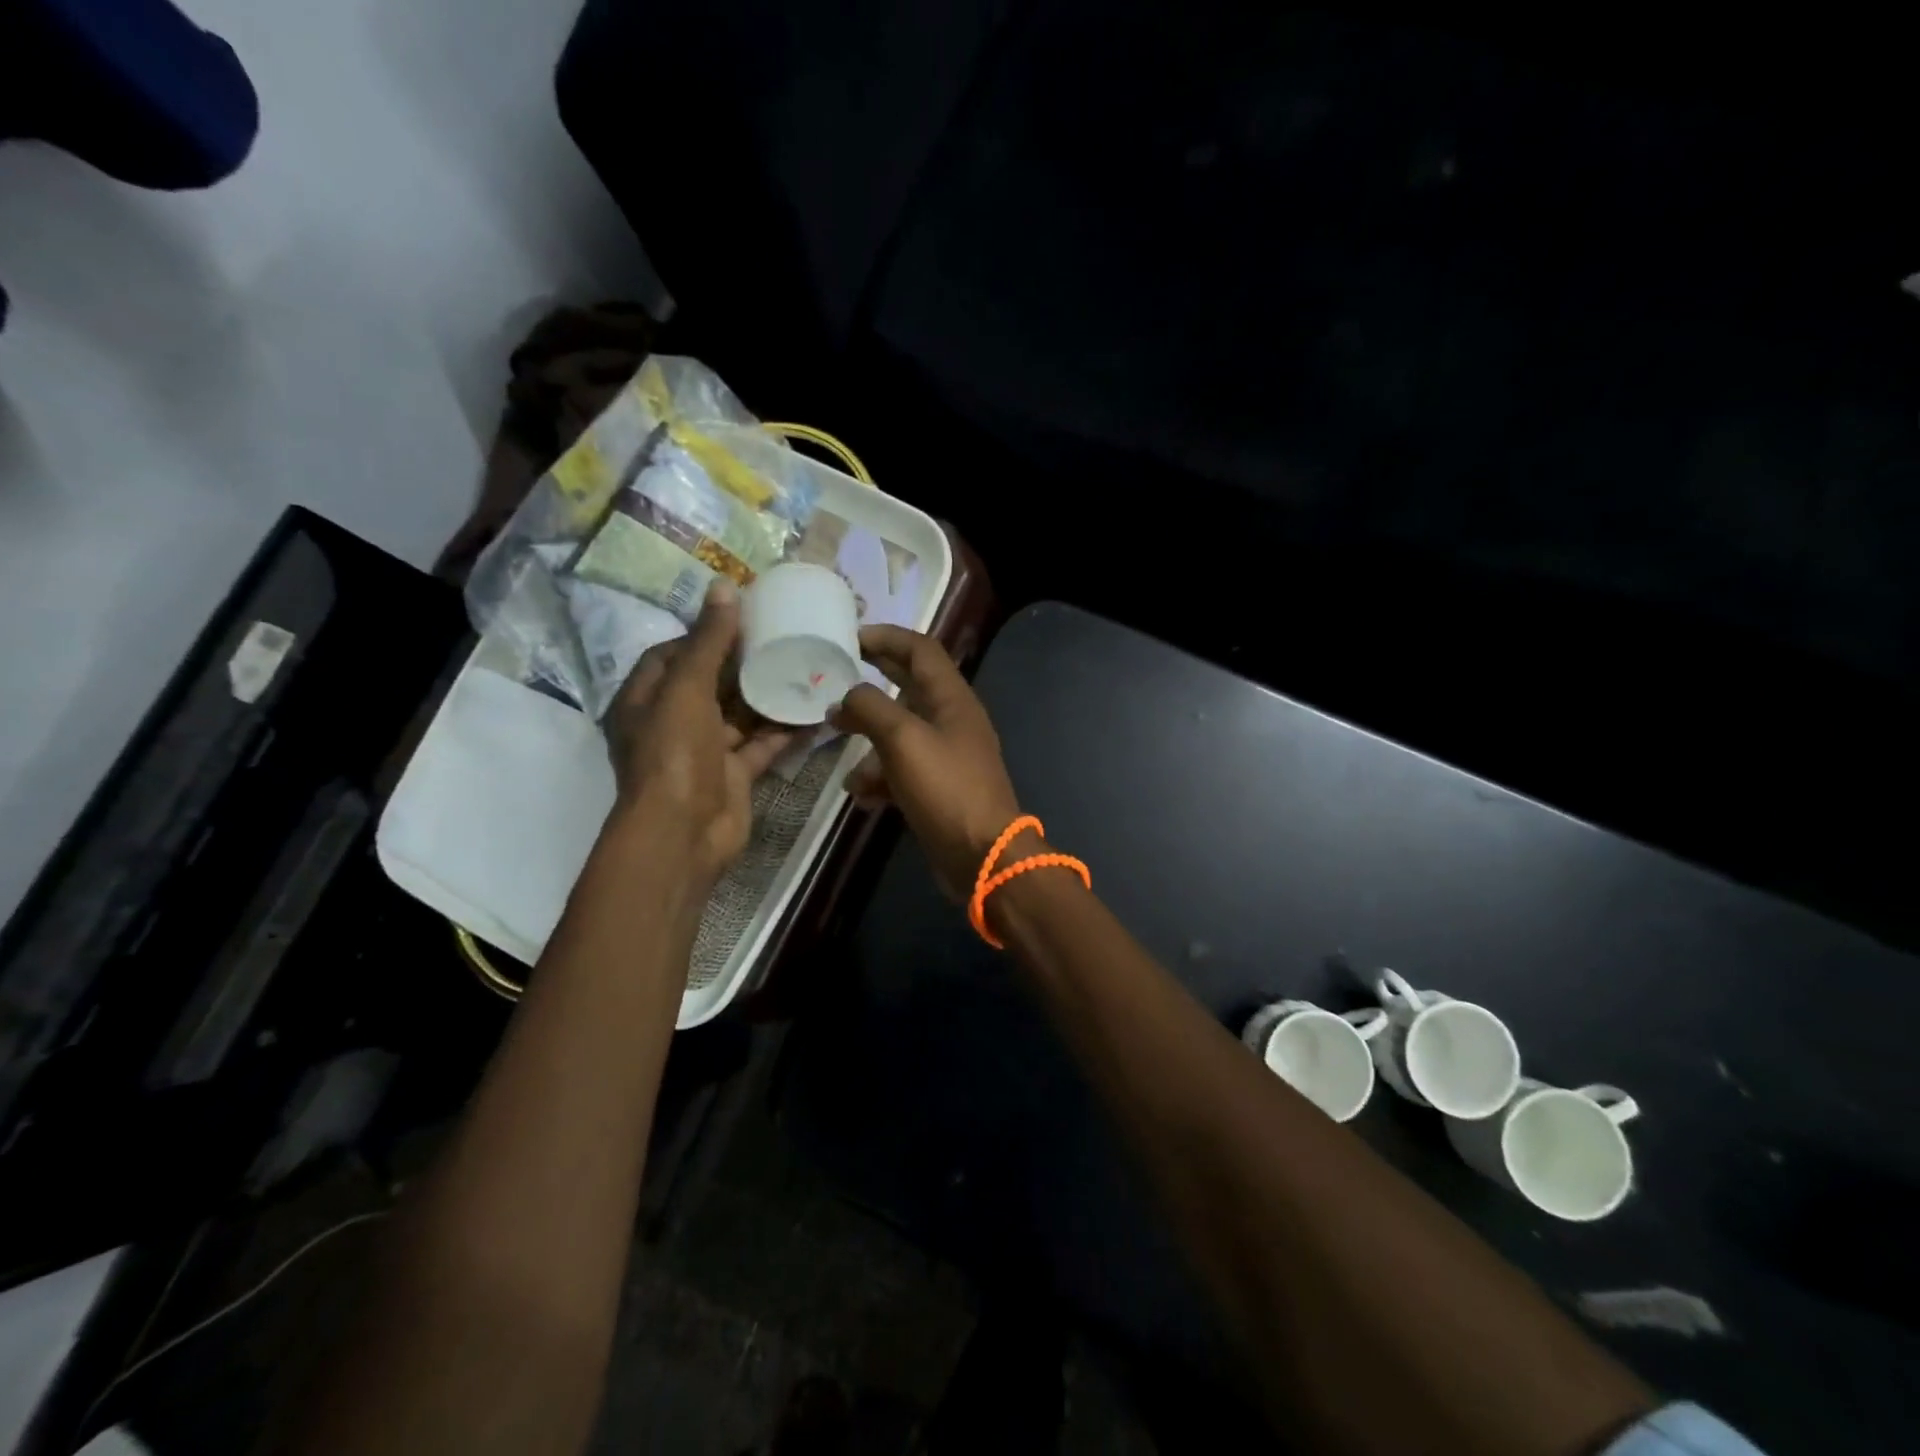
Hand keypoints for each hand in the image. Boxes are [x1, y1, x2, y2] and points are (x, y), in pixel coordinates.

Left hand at [603, 581, 792, 885]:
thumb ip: (708, 641)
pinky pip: (762, 744)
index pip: (671, 655)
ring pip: (740, 714)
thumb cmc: (674, 753)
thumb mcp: (687, 688)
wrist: (685, 832)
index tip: (739, 619)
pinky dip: (784, 730)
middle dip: (741, 663)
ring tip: (803, 667)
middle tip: (780, 638)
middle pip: (709, 684)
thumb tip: (723, 588)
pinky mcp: (734, 773)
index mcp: (646, 699)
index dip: (701, 635)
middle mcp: (672, 722)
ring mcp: (704, 751)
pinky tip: (814, 710)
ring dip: (767, 695)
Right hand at [828, 626, 1023, 900]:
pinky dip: (880, 778)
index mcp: (952, 699)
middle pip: (908, 687)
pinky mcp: (937, 788)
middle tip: (834, 680)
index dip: (888, 637)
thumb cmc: (947, 789)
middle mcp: (951, 721)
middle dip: (872, 684)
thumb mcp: (904, 740)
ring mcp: (946, 756)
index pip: (921, 650)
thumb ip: (871, 709)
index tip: (851, 637)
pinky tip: (860, 795)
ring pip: (899, 734)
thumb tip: (848, 696)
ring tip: (840, 751)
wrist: (982, 856)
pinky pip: (902, 771)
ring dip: (868, 741)